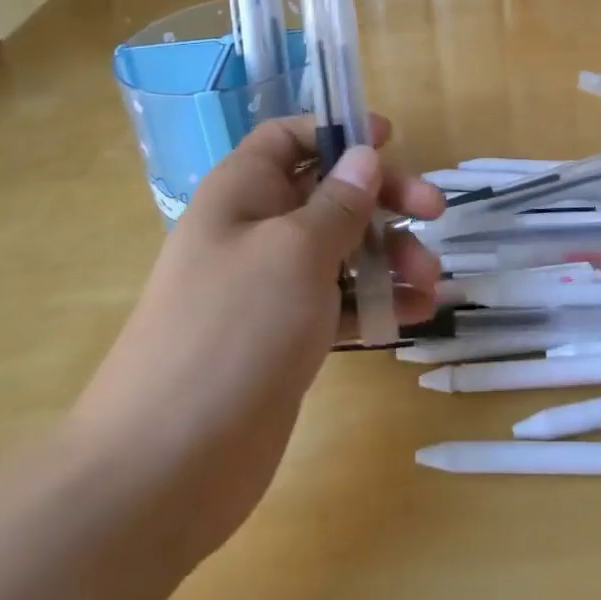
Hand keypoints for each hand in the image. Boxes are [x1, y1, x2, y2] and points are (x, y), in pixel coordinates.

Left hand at [67, 116, 443, 557]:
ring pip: (341, 250)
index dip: (336, 131)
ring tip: (431, 283)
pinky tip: (416, 315)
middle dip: (383, 199)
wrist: (166, 468)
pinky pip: (340, 302)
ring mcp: (270, 288)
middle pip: (328, 193)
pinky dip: (377, 303)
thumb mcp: (295, 252)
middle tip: (434, 212)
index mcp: (242, 193)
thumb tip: (363, 154)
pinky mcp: (286, 337)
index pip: (288, 138)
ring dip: (390, 257)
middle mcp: (256, 231)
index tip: (390, 140)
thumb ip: (338, 203)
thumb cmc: (233, 332)